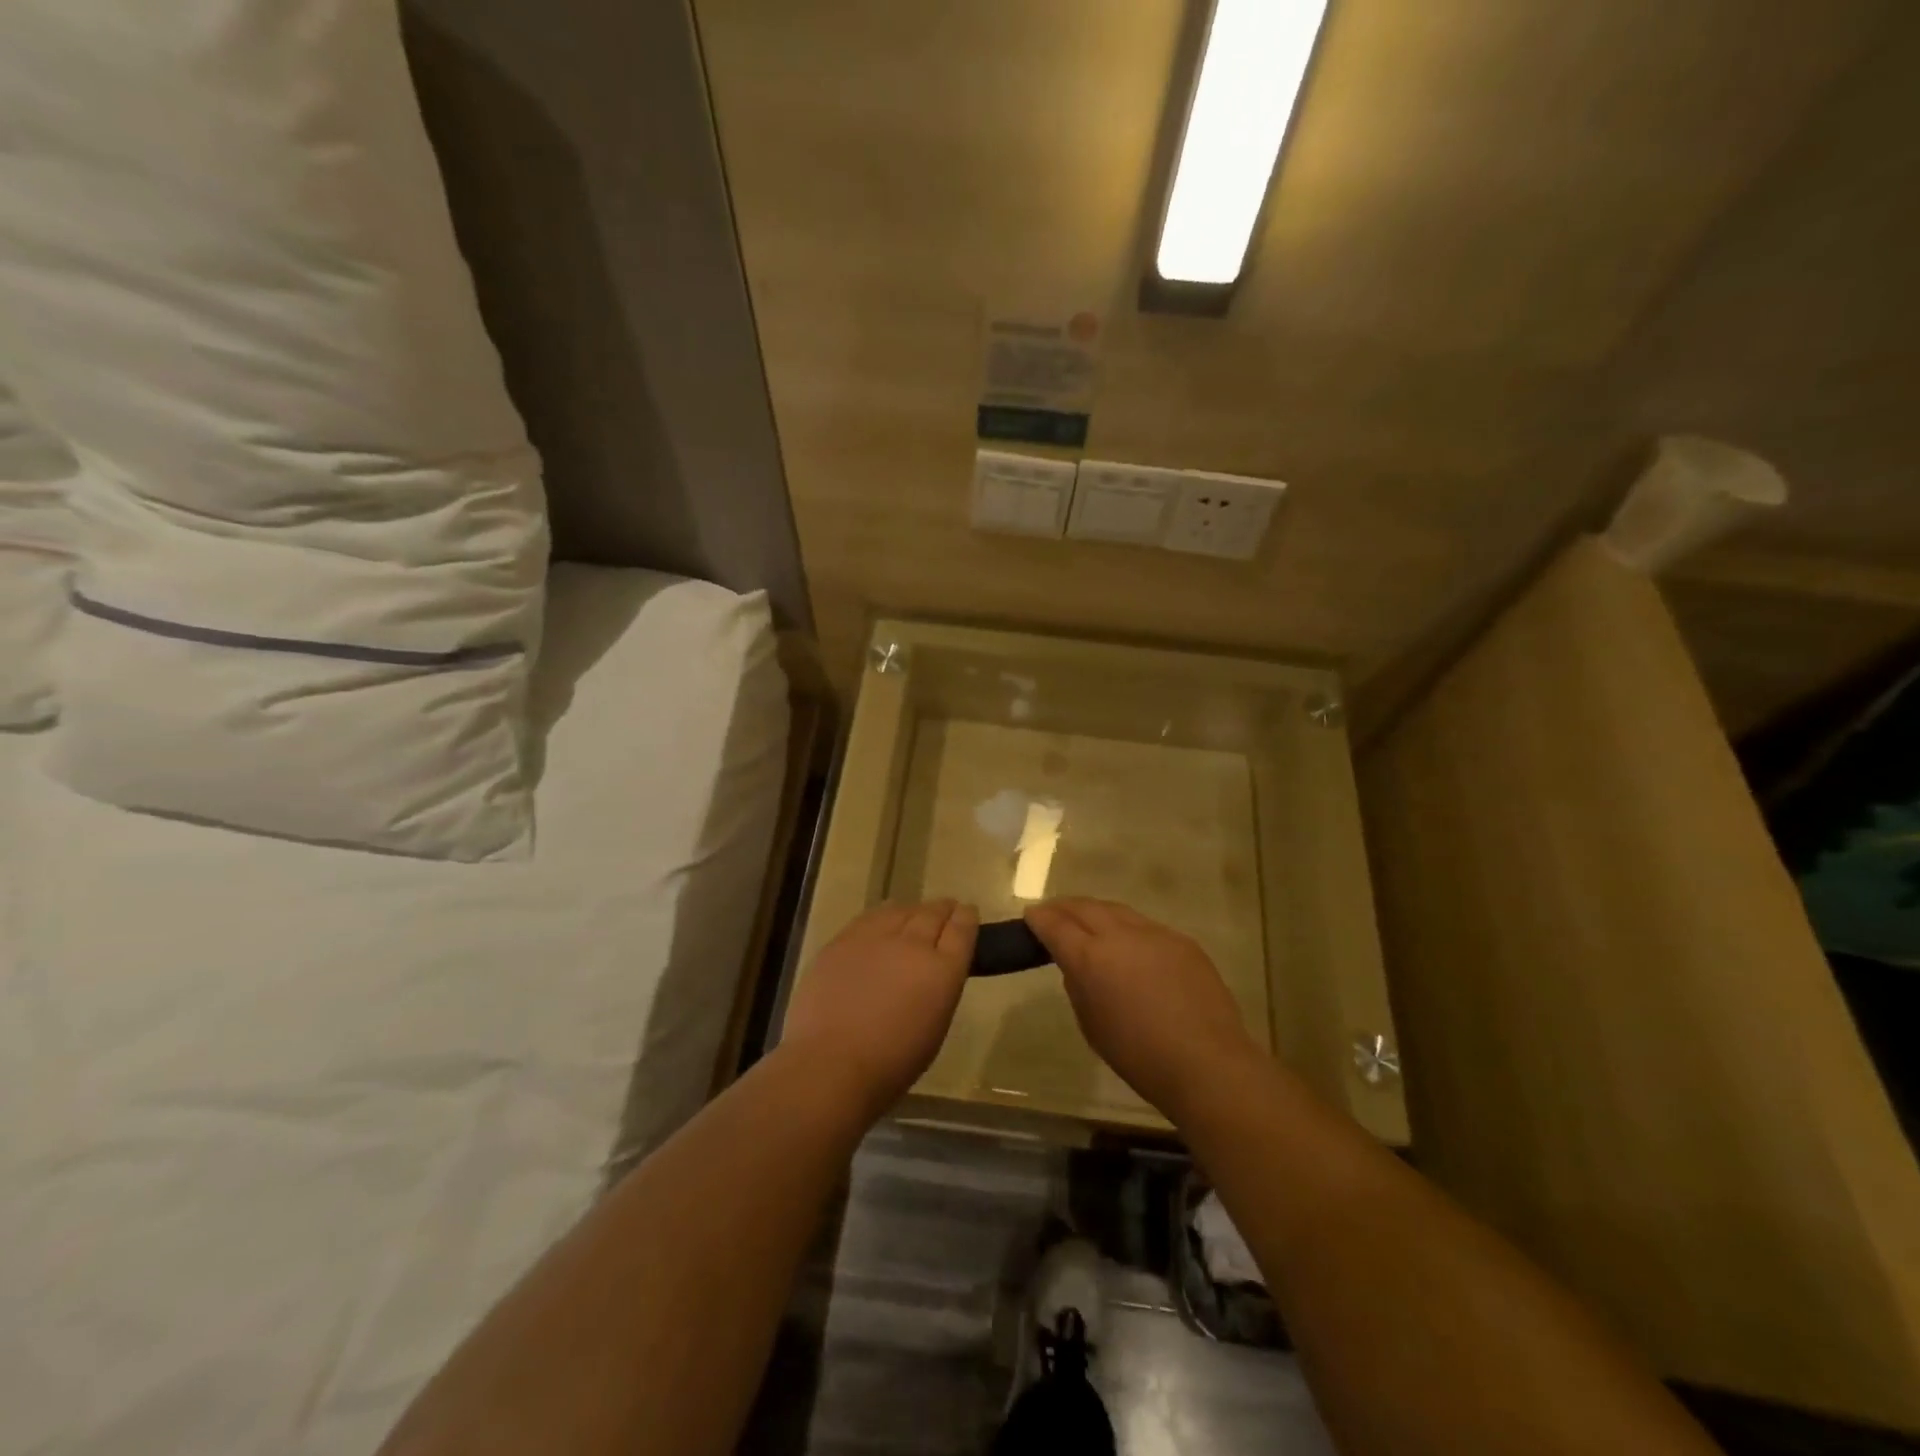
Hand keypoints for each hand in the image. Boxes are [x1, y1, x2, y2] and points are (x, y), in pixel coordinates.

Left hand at [782, 899, 978, 1118]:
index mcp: (942, 970)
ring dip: (913, 910)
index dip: (967, 917)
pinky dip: (883, 915)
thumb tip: (934, 971)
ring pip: (901, 910)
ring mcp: (875, 938)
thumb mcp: (935, 1027)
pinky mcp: (844, 940)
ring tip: (915, 914)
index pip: (962, 930)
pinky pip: (870, 917)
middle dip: (943, 909)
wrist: (831, 1064)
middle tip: (947, 909)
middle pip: (933, 914)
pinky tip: (883, 919)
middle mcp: (913, 944)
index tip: (968, 912)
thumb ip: (939, 989)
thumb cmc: (892, 1063)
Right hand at [1025, 898, 1263, 1119]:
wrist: (1207, 1063)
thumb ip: (1079, 986)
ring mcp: (1155, 933)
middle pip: (1085, 907)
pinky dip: (1128, 929)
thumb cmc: (1139, 1056)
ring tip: (1088, 922)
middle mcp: (1120, 934)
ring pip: (1117, 911)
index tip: (1030, 916)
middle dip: (1064, 907)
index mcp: (1090, 957)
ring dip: (1097, 913)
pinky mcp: (1182, 941)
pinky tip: (1130, 945)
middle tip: (1052, 913)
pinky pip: (1146, 926)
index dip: (1039, 919)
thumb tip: (1078, 966)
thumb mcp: (1091, 1025)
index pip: (1055, 925)